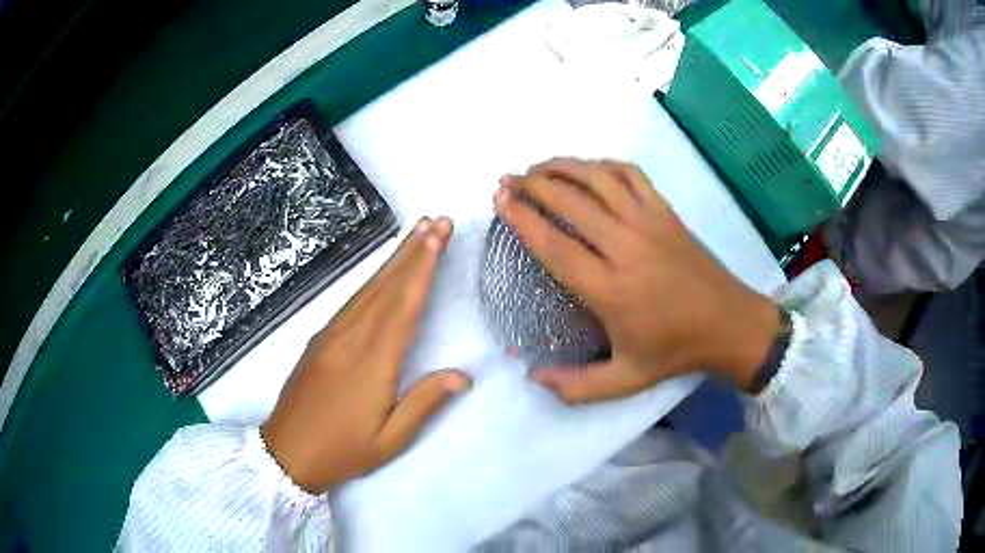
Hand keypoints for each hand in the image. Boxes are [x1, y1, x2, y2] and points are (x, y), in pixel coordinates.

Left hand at [262, 217, 470, 493]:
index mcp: (372, 362)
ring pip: (368, 289)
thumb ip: (425, 403)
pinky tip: (383, 274)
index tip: (438, 236)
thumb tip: (464, 375)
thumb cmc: (342, 450)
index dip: (423, 268)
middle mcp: (350, 338)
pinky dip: (373, 280)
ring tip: (416, 234)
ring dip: (394, 259)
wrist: (286, 452)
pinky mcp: (319, 339)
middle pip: (386, 286)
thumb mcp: (390, 439)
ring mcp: (331, 335)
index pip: (404, 305)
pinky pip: (352, 301)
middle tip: (435, 220)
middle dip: (414, 251)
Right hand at [494, 158, 779, 403]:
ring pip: (598, 180)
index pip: (555, 245)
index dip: (522, 218)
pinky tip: (587, 169)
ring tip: (537, 167)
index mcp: (610, 290)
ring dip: (563, 167)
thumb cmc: (675, 351)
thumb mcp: (625, 381)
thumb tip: (532, 377)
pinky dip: (604, 165)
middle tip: (507, 181)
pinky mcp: (667, 212)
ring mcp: (649, 223)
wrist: (729, 324)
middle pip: (570, 202)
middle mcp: (626, 248)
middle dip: (532, 185)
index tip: (500, 200)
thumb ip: (576, 386)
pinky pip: (632, 175)